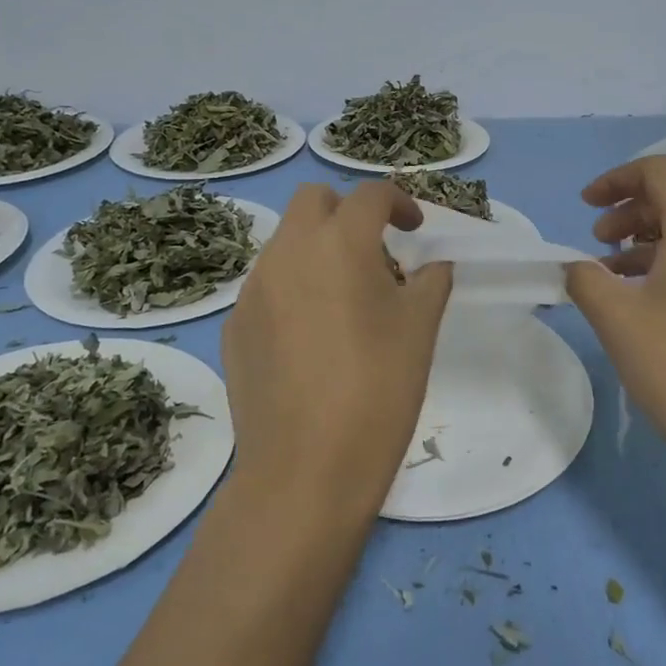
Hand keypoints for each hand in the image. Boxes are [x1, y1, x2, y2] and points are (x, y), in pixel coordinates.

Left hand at [221, 181, 452, 519]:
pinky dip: (293, 288)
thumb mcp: (420, 329)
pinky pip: (267, 285)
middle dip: (348, 211)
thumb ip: (431, 281)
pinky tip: (311, 338)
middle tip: (376, 251)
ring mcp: (253, 289)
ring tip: (346, 298)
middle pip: (313, 200)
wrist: (305, 470)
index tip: (416, 229)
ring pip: (286, 242)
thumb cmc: (378, 389)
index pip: (371, 195)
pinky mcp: (234, 326)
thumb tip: (432, 266)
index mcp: (340, 243)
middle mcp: (288, 252)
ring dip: (318, 249)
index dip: (400, 202)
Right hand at [565, 155, 665, 476]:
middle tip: (597, 241)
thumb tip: (576, 265)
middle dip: (630, 210)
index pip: (659, 172)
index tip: (585, 206)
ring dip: (650, 237)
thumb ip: (585, 278)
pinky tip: (649, 295)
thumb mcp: (617, 319)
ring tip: (614, 271)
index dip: (615, 179)